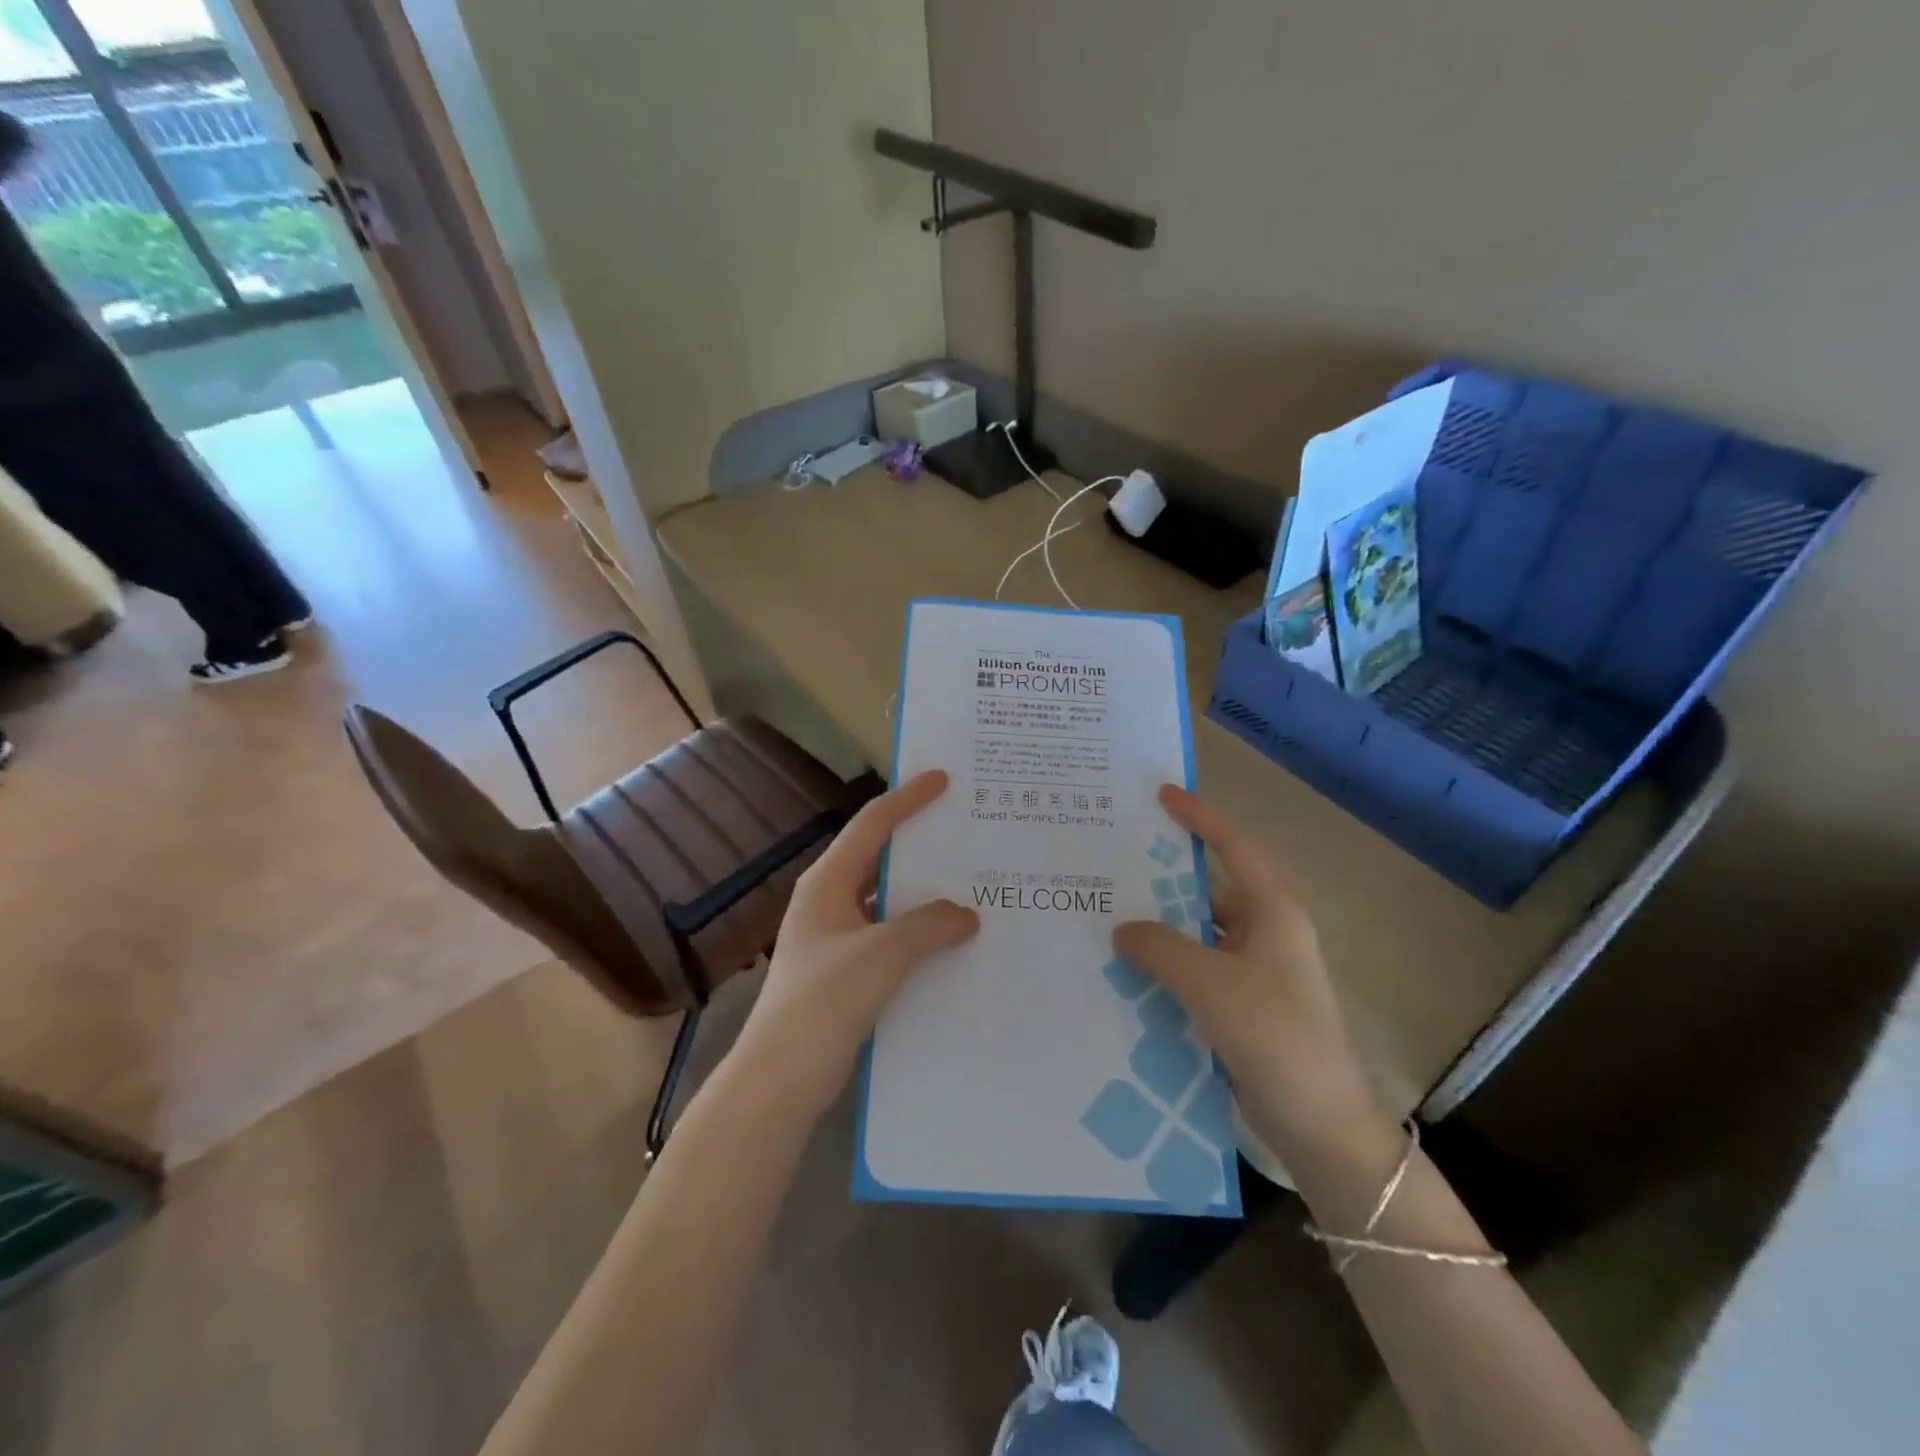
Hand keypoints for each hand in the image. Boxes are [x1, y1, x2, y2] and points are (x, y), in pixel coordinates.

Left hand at [732, 770, 979, 1112]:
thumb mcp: (884, 953)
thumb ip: (929, 925)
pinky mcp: (844, 970)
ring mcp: (835, 937)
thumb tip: (966, 914)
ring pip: (886, 899)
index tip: (942, 778)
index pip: (872, 824)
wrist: (782, 1076)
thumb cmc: (826, 1000)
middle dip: (919, 842)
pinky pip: (888, 934)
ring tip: (968, 882)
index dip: (907, 798)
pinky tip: (950, 940)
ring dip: (922, 891)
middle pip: (878, 856)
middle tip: (963, 828)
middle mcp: (829, 900)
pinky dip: (917, 930)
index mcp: (828, 882)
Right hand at [1114, 785, 1381, 1153]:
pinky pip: (1199, 971)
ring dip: (1162, 930)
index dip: (1199, 817)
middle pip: (1210, 890)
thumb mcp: (1209, 983)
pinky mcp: (1246, 1007)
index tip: (1162, 795)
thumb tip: (1123, 928)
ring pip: (1200, 935)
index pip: (1234, 848)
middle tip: (1114, 867)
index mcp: (1273, 913)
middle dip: (1164, 881)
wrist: (1321, 1126)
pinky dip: (1168, 967)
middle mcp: (1267, 934)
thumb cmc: (1274, 1036)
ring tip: (1109, 920)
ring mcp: (1257, 973)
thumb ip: (1160, 946)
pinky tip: (1129, 974)